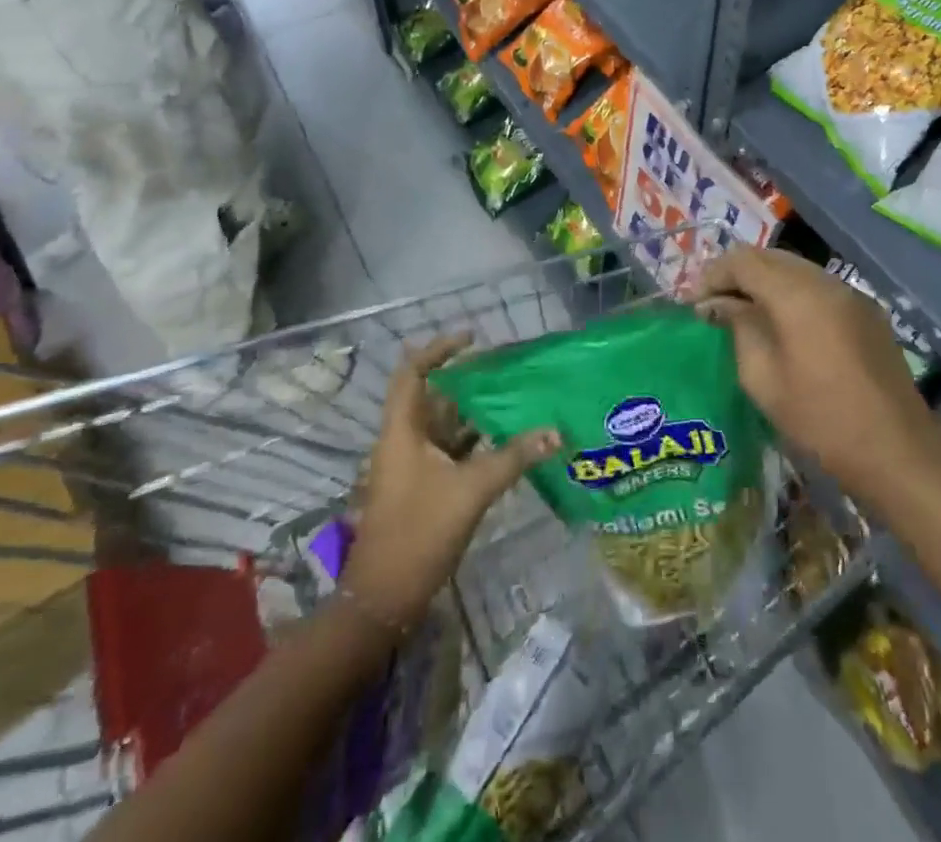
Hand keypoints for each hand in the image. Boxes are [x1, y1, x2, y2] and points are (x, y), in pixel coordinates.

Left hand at [341, 337, 559, 629]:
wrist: (384, 600)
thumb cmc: (419, 533)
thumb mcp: (471, 490)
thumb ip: (514, 457)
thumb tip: (556, 431)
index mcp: (402, 431)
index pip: (413, 372)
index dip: (439, 349)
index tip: (472, 339)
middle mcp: (403, 441)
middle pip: (433, 397)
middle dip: (467, 381)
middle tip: (506, 370)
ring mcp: (411, 466)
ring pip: (444, 426)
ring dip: (474, 413)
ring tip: (513, 398)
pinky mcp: (422, 488)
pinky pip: (450, 451)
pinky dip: (474, 442)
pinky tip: (505, 440)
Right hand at [699, 246, 940, 507]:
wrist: (898, 451)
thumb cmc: (821, 419)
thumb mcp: (763, 378)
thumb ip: (738, 328)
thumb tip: (717, 305)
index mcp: (797, 293)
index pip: (743, 260)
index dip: (713, 275)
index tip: (694, 304)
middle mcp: (825, 281)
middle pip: (770, 257)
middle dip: (737, 274)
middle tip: (714, 306)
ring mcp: (851, 293)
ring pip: (795, 269)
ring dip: (765, 282)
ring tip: (744, 313)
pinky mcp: (867, 311)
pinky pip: (819, 287)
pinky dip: (792, 294)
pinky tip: (783, 324)